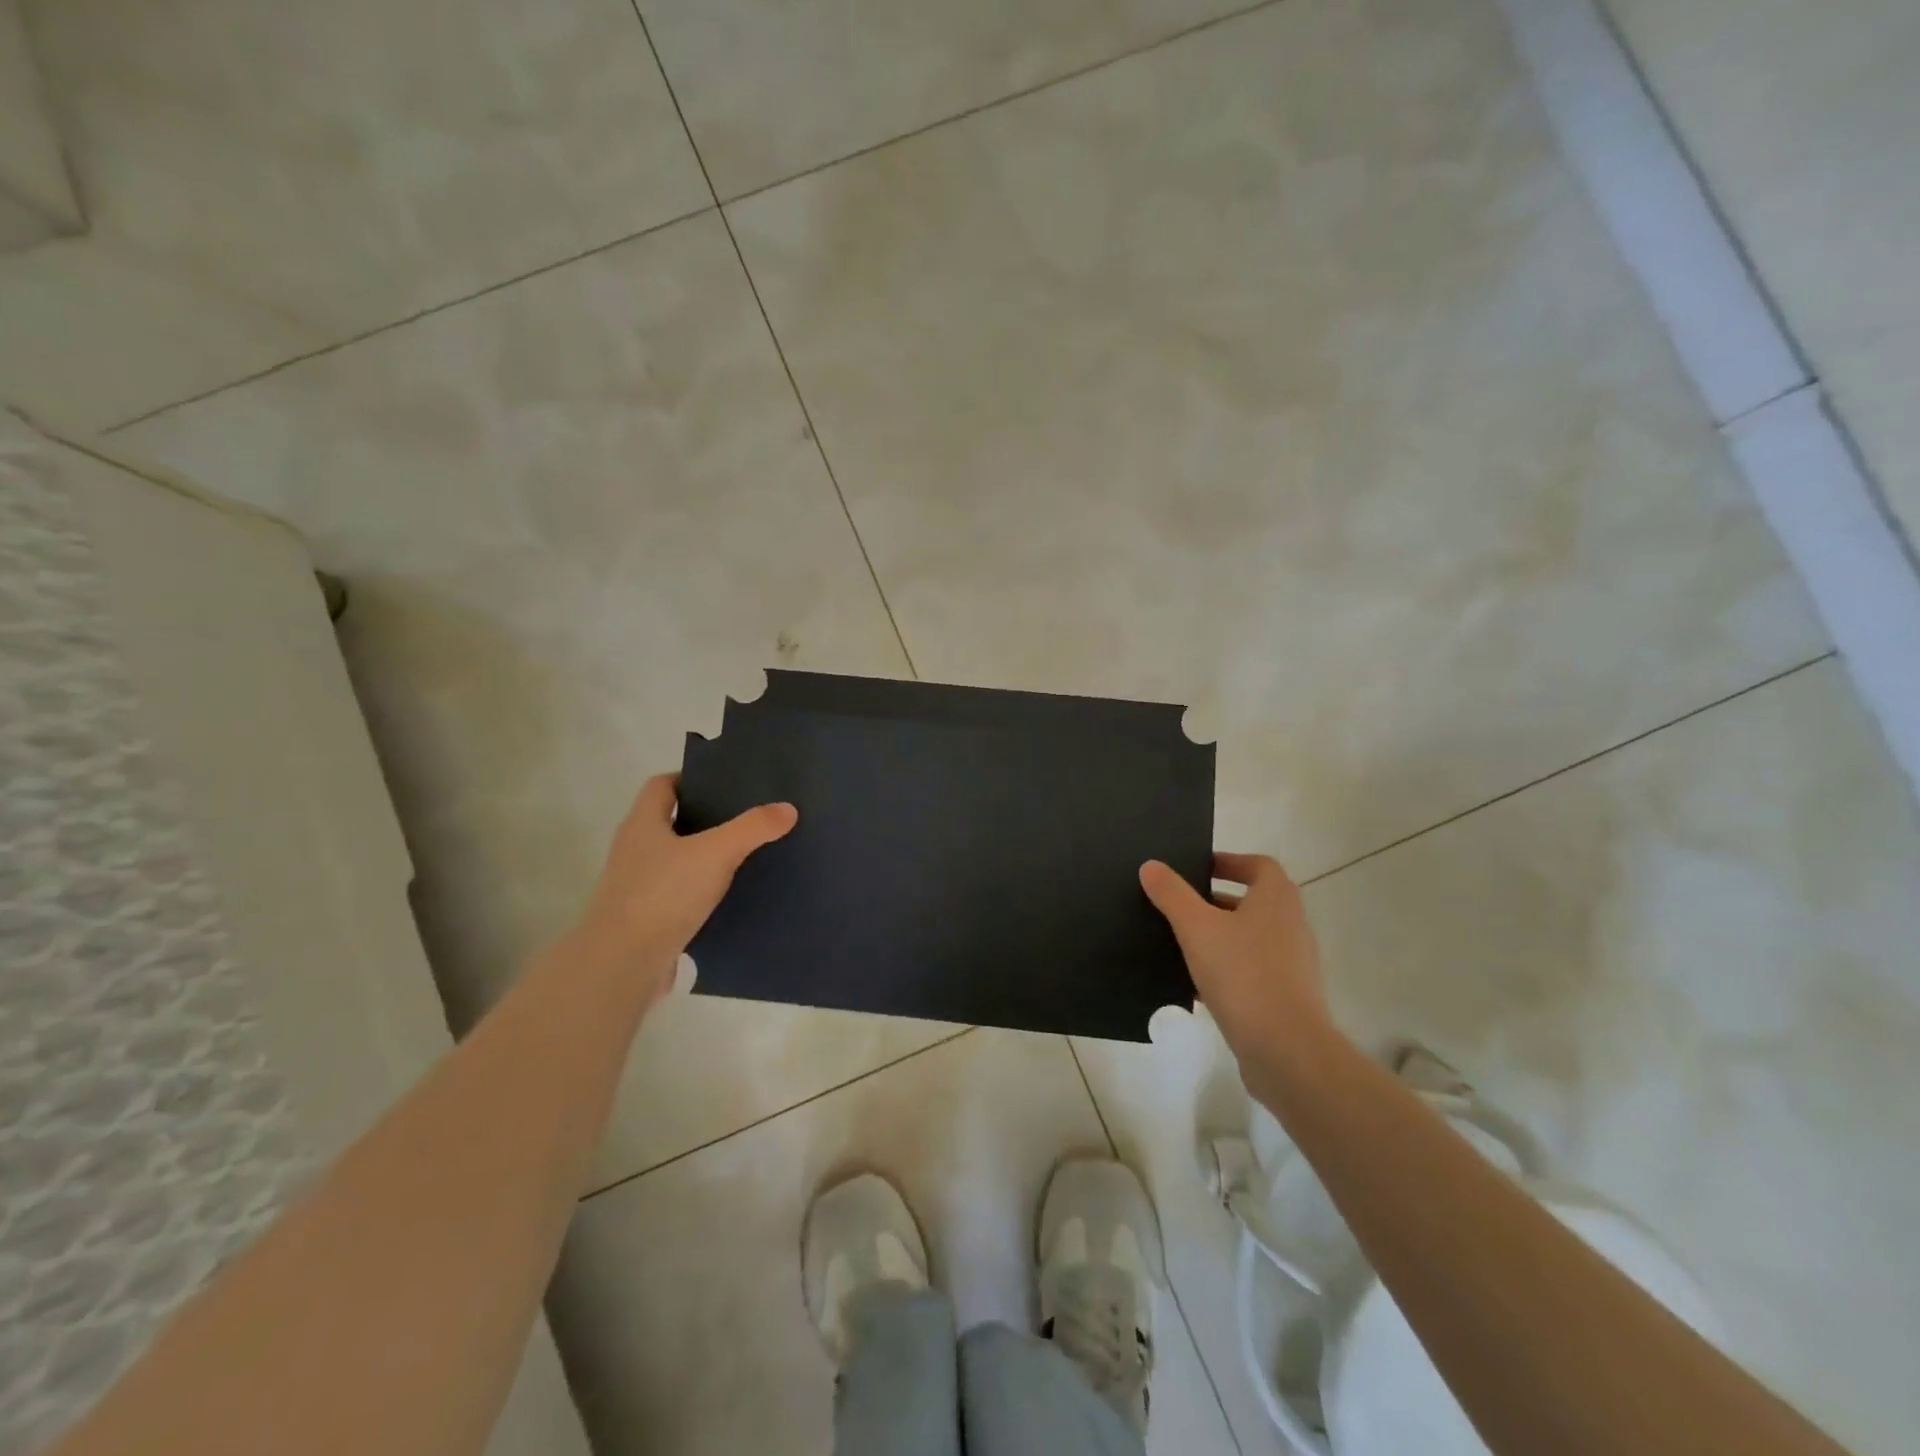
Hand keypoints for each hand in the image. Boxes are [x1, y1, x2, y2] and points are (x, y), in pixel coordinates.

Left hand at [565, 774, 796, 1004]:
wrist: (623, 963)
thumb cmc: (663, 894)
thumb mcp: (717, 853)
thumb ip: (752, 828)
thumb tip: (788, 808)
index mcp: (643, 824)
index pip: (662, 785)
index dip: (690, 779)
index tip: (724, 783)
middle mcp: (634, 850)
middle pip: (669, 822)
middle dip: (704, 818)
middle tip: (745, 817)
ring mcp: (636, 887)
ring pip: (675, 861)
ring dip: (704, 858)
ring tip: (745, 856)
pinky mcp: (646, 919)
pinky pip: (678, 895)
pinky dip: (701, 892)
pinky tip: (729, 898)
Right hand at [1139, 853, 1329, 1070]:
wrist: (1286, 1050)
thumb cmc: (1243, 974)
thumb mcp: (1197, 928)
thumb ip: (1172, 895)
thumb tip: (1151, 866)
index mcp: (1276, 900)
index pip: (1259, 865)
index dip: (1229, 861)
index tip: (1196, 868)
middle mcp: (1290, 925)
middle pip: (1252, 901)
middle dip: (1214, 900)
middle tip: (1178, 904)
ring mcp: (1291, 964)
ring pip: (1248, 938)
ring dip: (1217, 936)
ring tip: (1178, 942)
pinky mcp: (1285, 997)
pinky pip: (1249, 972)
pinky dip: (1224, 970)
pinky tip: (1192, 984)